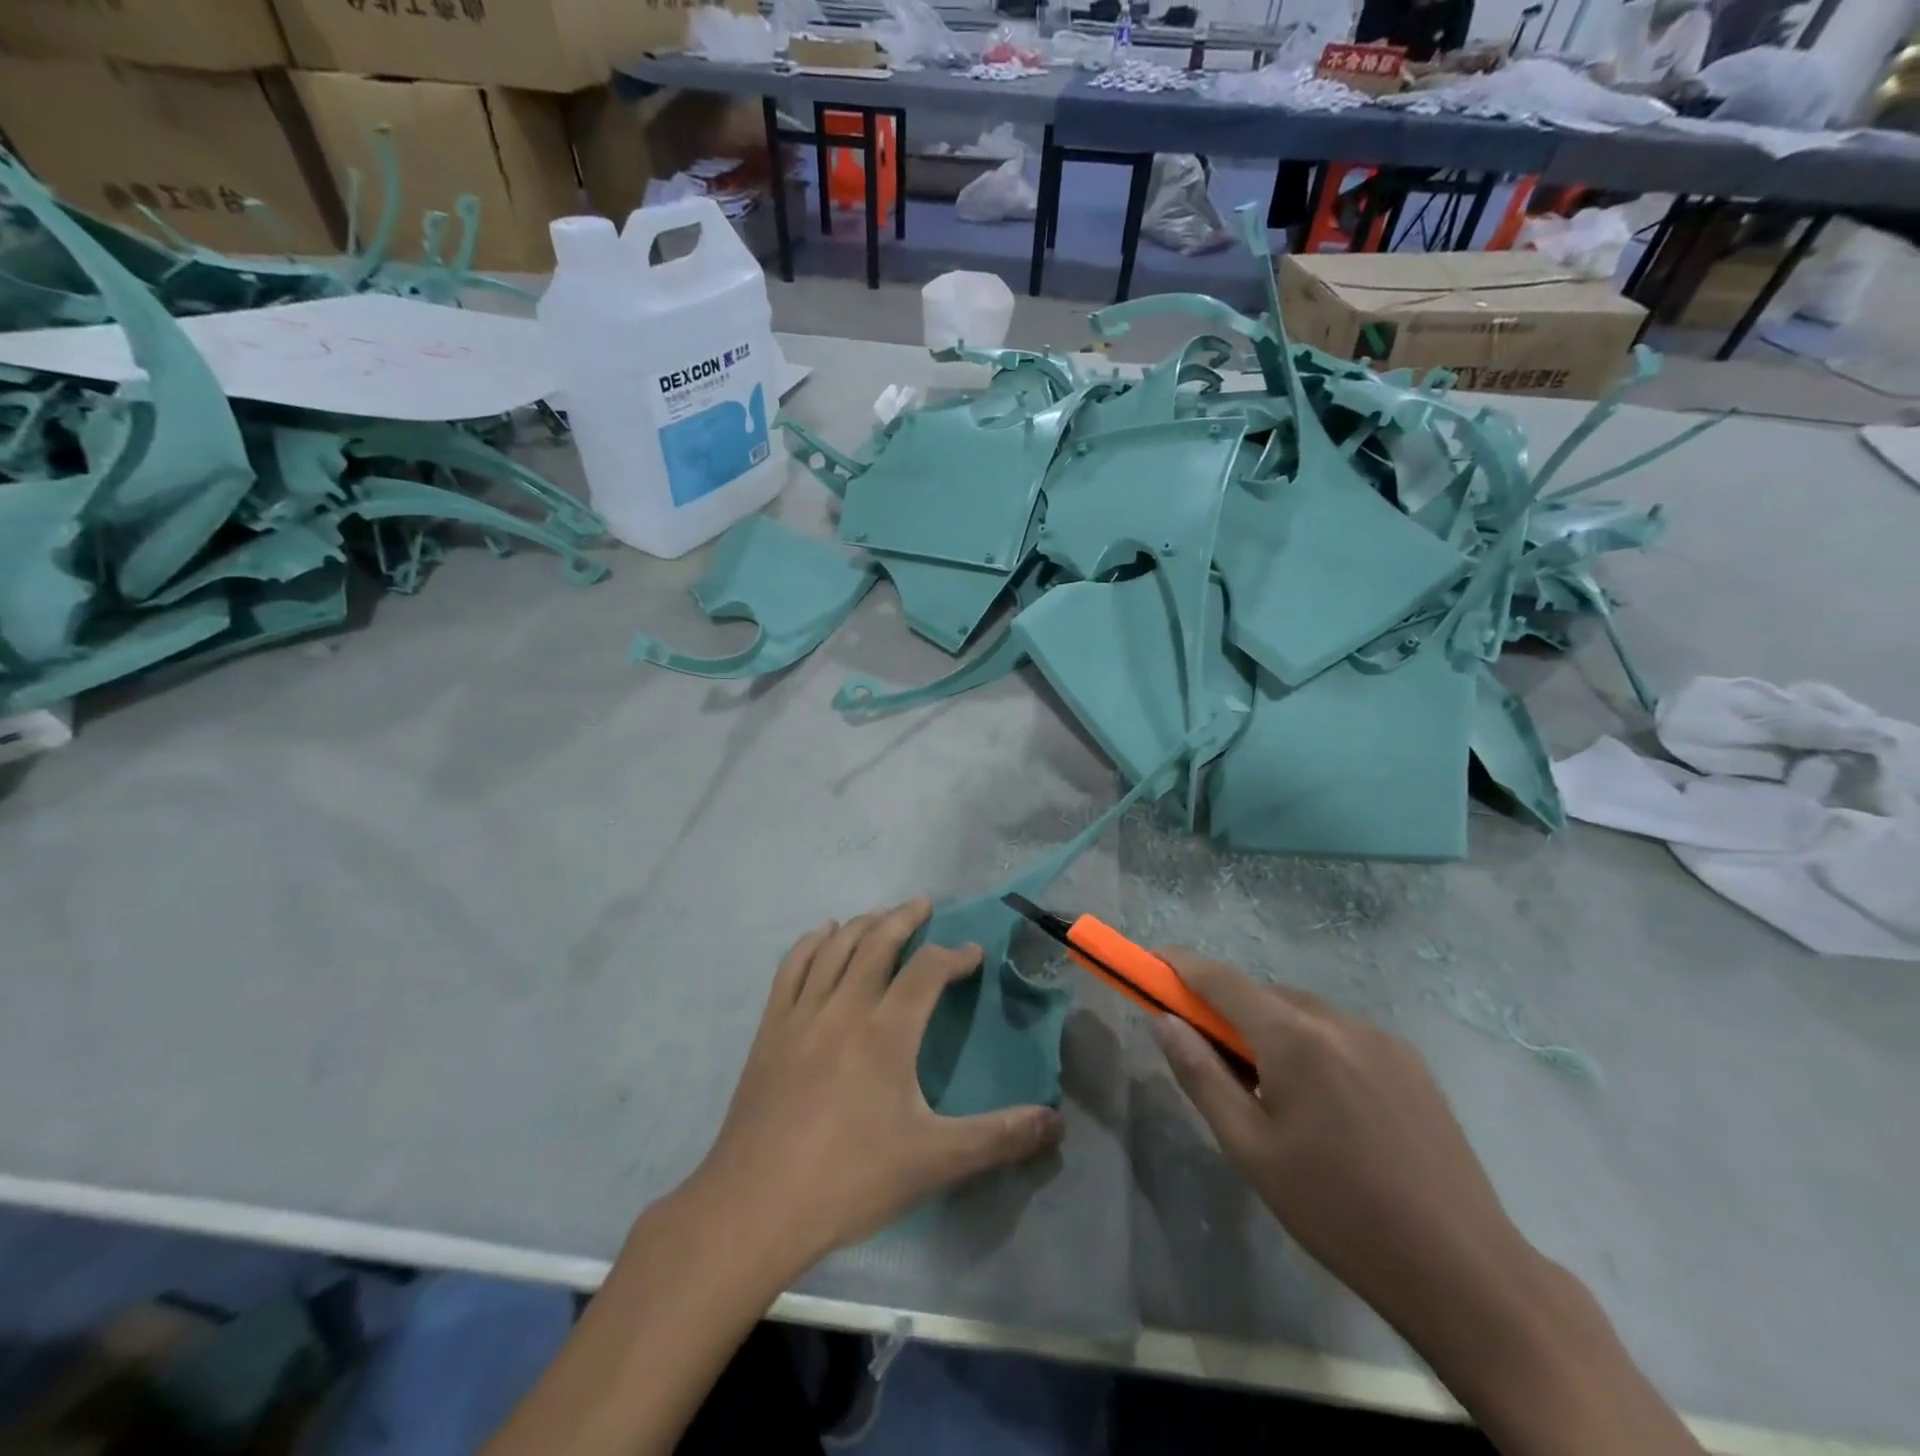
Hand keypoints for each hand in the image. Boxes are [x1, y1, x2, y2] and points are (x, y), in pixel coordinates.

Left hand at [693, 900, 1064, 1271]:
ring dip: (862, 924)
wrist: (755, 1207)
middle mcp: (844, 1006)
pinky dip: (811, 943)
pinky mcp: (770, 1029)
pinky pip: (791, 967)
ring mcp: (801, 1014)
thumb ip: (999, 1138)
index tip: (972, 954)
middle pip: (878, 942)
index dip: (954, 955)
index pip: (928, 970)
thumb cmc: (850, 1180)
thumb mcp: (936, 1162)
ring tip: (880, 916)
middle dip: (904, 919)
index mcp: (887, 1030)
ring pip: (835, 948)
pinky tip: (822, 936)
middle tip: (923, 905)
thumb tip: (1057, 1124)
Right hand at [1149, 950, 1542, 1351]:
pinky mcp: (1409, 1060)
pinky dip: (1310, 1043)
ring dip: (1270, 1028)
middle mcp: (1338, 1020)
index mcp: (1295, 1038)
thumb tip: (1163, 1020)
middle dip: (1226, 1009)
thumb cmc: (1338, 1212)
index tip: (1150, 963)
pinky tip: (1322, 1101)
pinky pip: (1340, 1032)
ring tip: (1270, 1090)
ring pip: (1303, 1012)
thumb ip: (1200, 1075)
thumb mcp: (1249, 1149)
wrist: (1462, 1270)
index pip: (1221, 979)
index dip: (1180, 965)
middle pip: (1263, 993)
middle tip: (1209, 1054)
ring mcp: (1380, 1037)